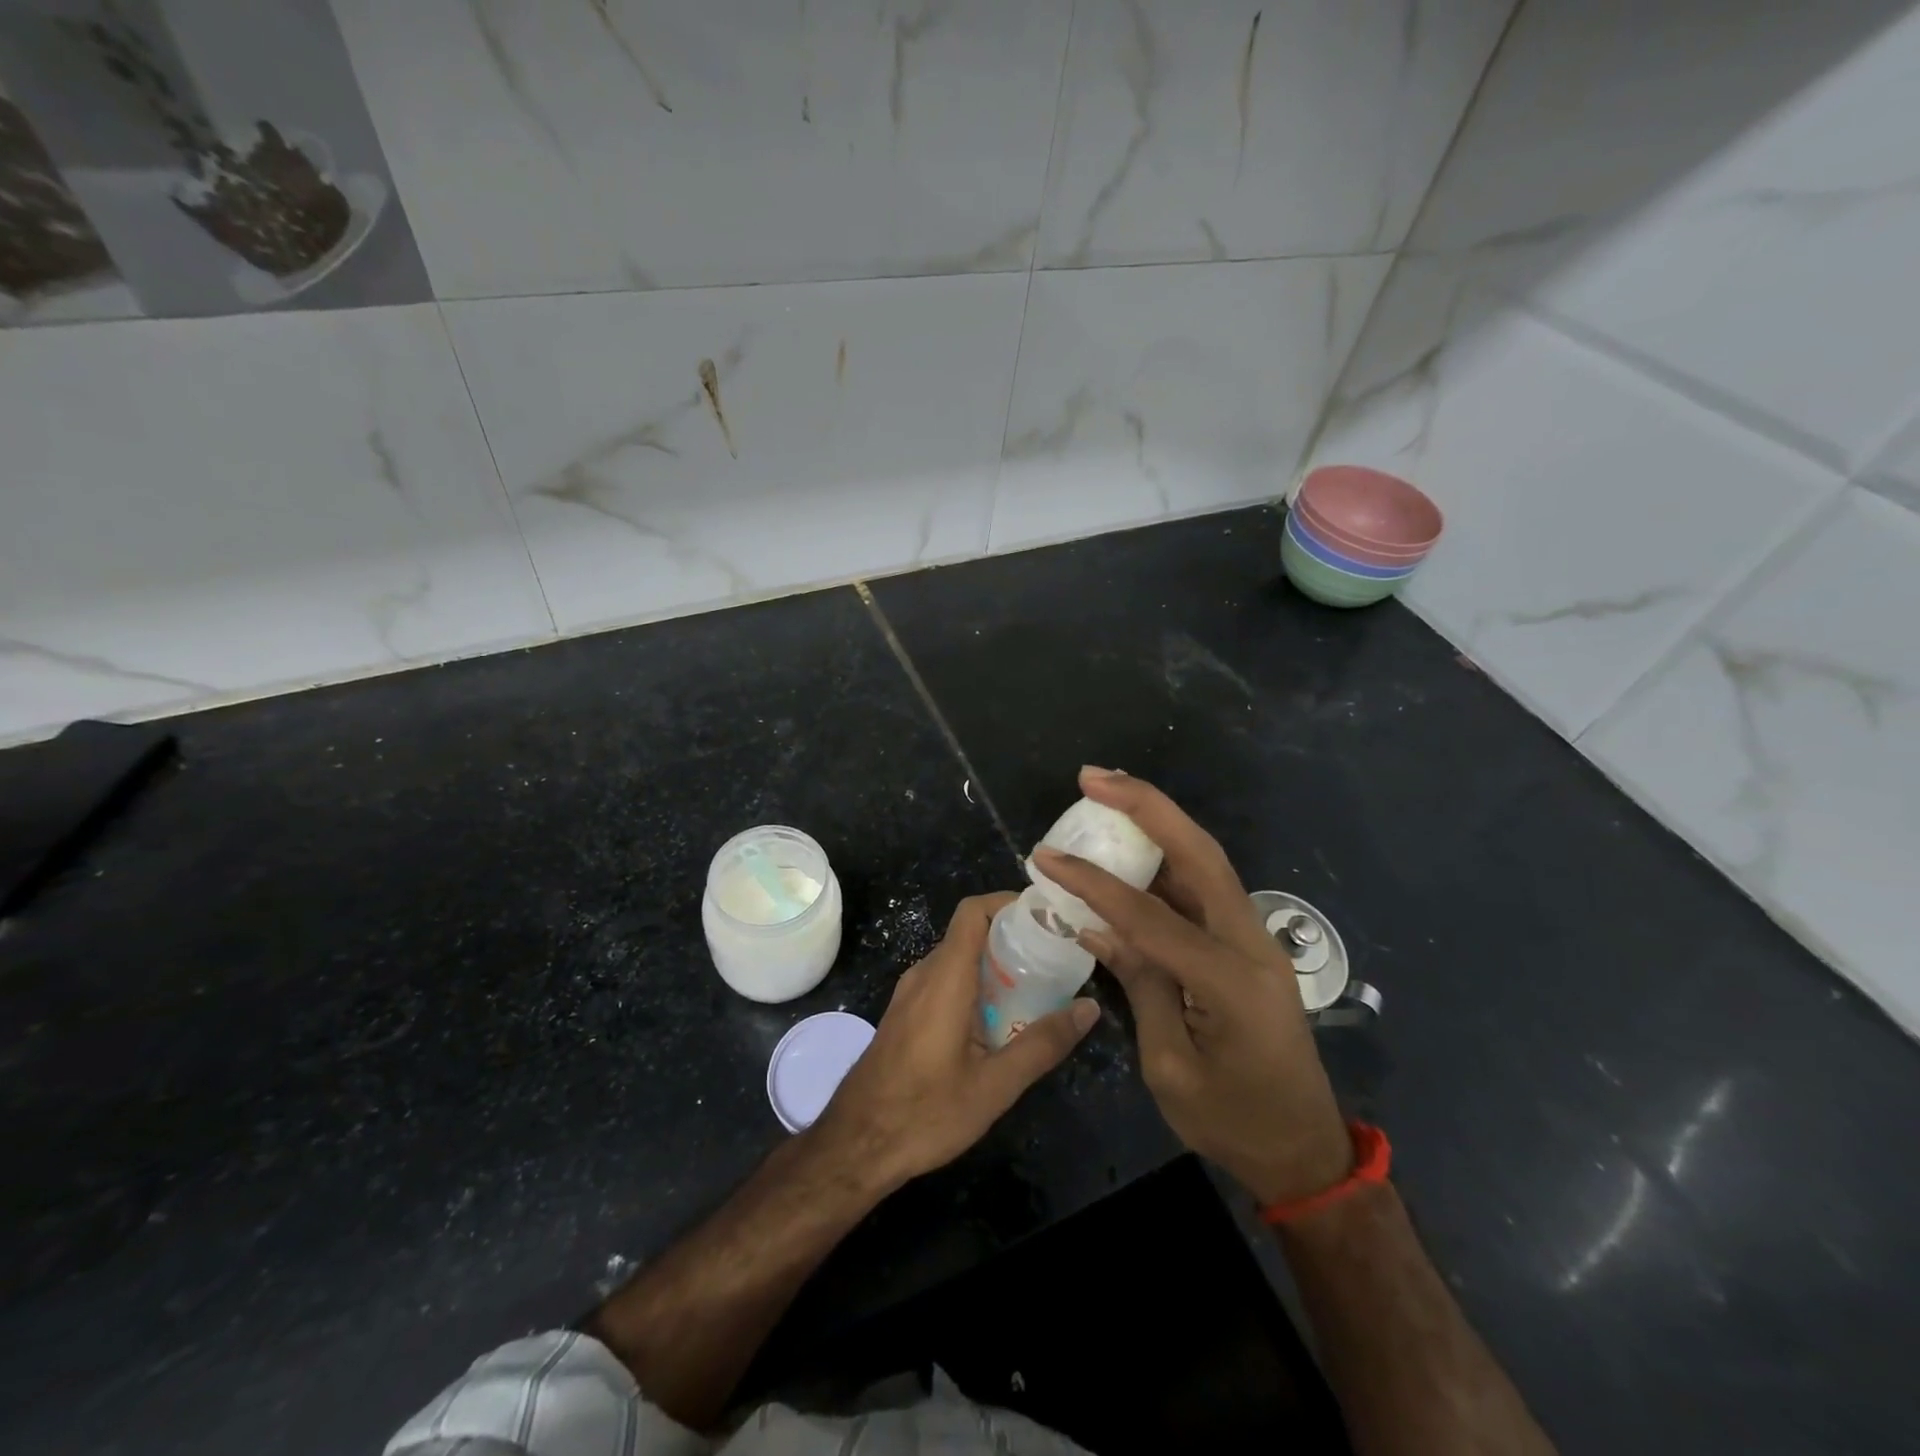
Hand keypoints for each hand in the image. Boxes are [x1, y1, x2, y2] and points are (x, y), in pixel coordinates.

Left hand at [811, 892, 1099, 1192]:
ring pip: (958, 960)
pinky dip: (976, 986)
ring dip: (995, 966)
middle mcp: (925, 974)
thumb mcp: (995, 1086)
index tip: (1046, 917)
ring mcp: (910, 994)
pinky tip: (1000, 1021)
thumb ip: (1043, 1044)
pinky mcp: (906, 1015)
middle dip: (1013, 939)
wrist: (855, 1145)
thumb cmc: (925, 1112)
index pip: (973, 911)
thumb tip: (1089, 1008)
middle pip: (970, 934)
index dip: (1008, 903)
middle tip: (1055, 958)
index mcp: (945, 977)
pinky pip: (945, 982)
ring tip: (1038, 988)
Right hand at [1032, 767, 1350, 1206]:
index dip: (1093, 882)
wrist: (1303, 1151)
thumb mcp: (1170, 1065)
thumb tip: (1097, 926)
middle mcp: (1251, 943)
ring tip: (1108, 793)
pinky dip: (1166, 860)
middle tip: (1093, 777)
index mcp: (1230, 980)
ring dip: (1158, 822)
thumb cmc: (1232, 1122)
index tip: (1046, 857)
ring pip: (1205, 861)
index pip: (1149, 915)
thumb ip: (1140, 984)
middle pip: (1199, 853)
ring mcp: (1254, 939)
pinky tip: (1132, 848)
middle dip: (1145, 806)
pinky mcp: (1246, 944)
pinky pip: (1203, 889)